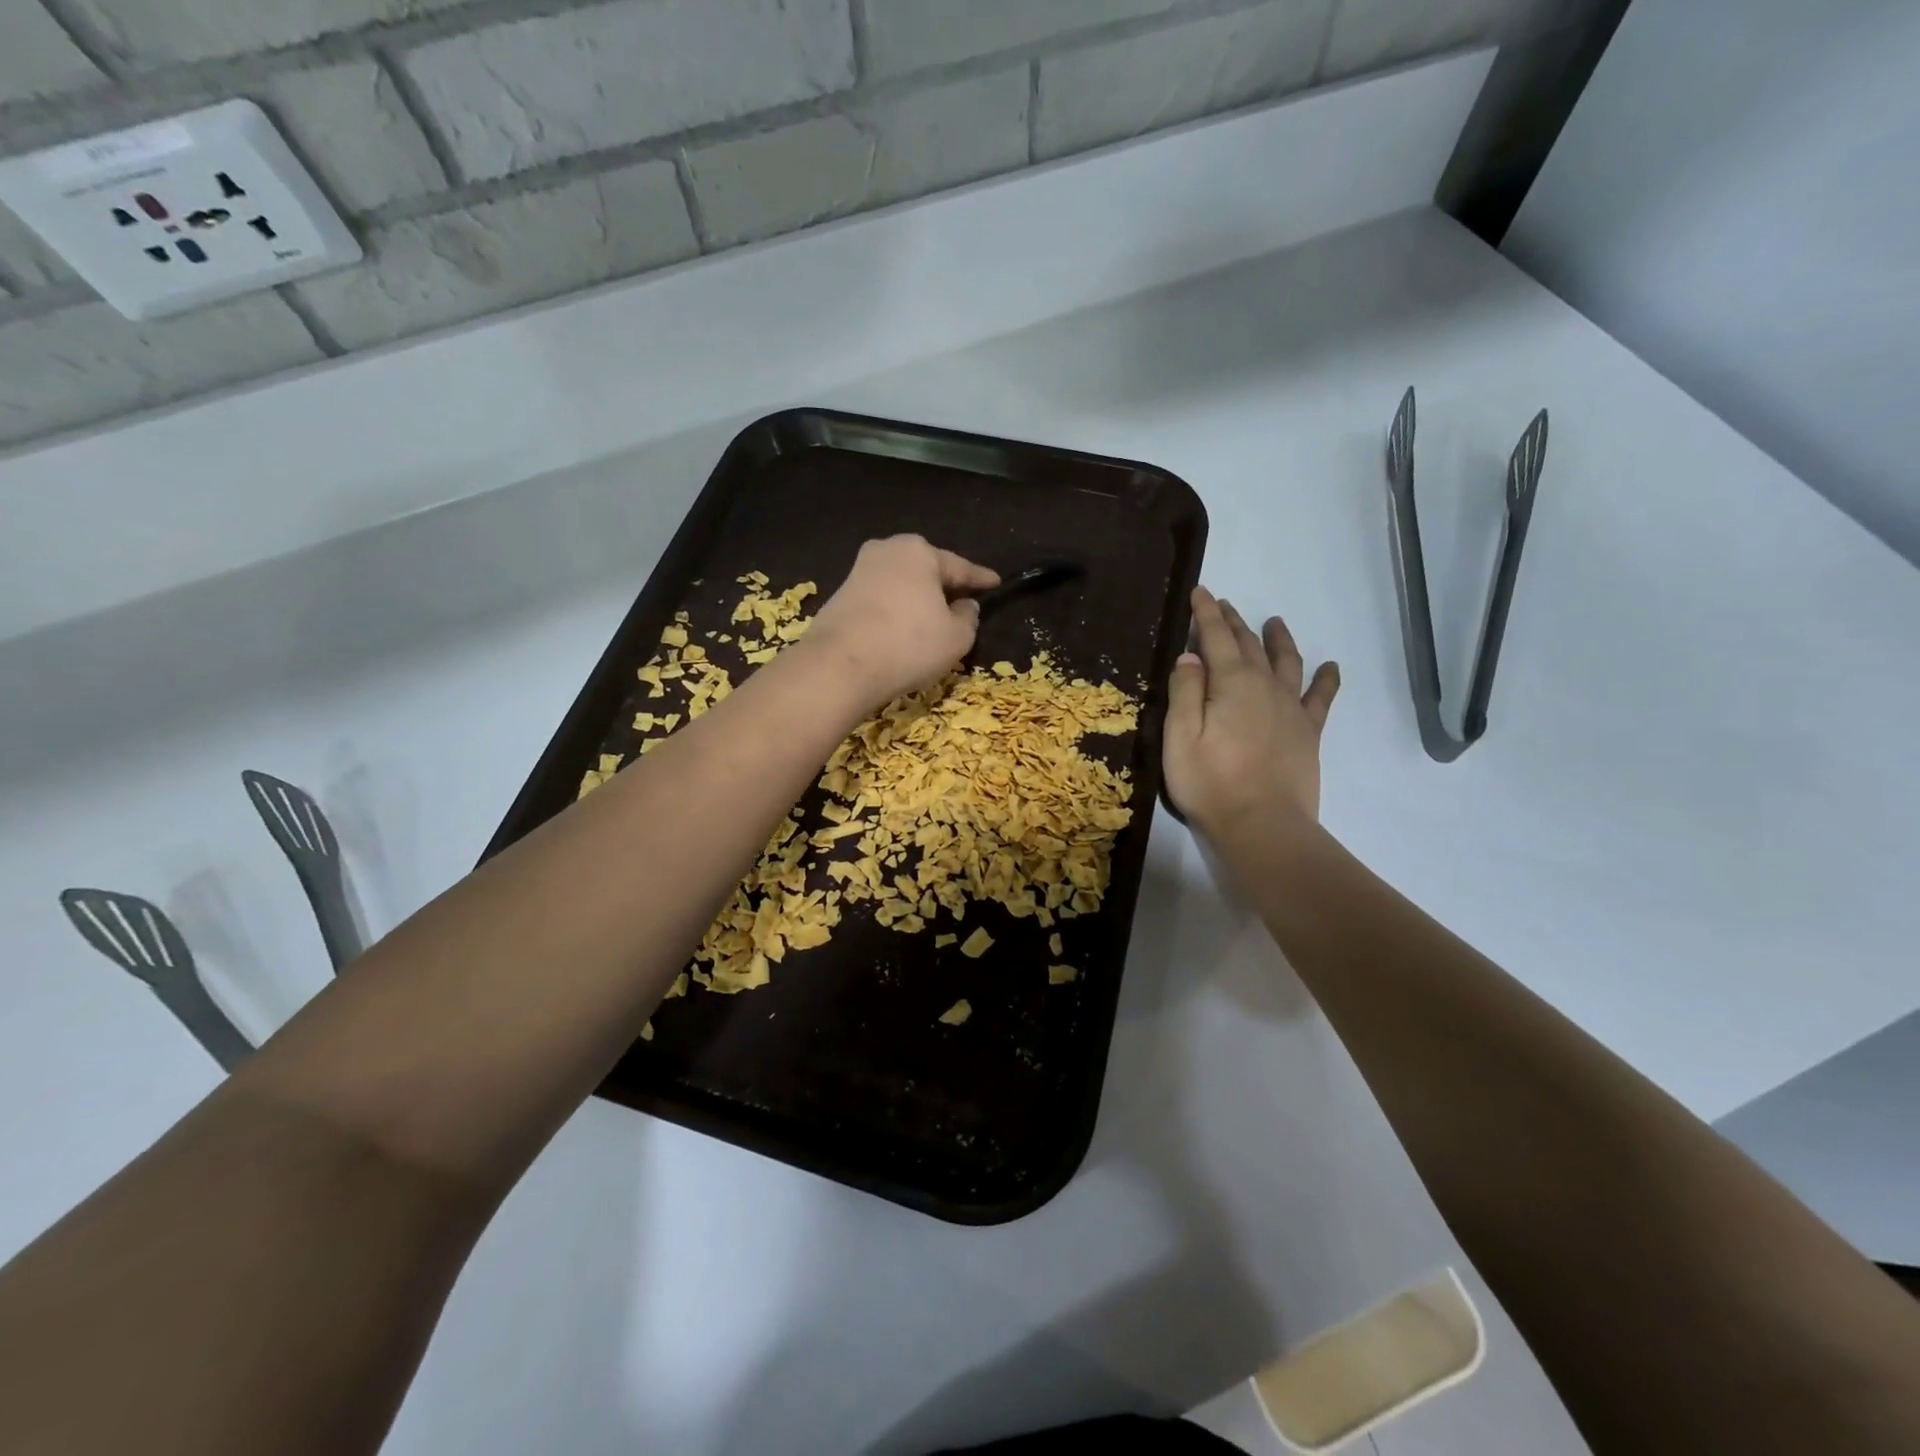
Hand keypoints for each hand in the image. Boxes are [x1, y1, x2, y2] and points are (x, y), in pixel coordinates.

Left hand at [798, 535, 999, 708]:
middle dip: (944, 585)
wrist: (839, 666)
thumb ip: (969, 618)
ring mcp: (859, 571)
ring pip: (901, 584)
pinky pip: (881, 600)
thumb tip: (965, 606)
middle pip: (927, 570)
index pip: (960, 567)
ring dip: (917, 599)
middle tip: (963, 602)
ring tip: (932, 620)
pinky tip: (901, 630)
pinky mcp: (840, 595)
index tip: (996, 583)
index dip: (982, 579)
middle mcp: (887, 551)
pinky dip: (895, 611)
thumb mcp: (956, 638)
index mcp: (920, 552)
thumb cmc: (908, 645)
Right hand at [1163, 586, 1339, 839]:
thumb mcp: (1180, 736)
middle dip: (1234, 621)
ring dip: (1277, 640)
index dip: (1207, 613)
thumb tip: (1191, 655)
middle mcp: (1264, 685)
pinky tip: (1331, 667)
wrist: (1262, 825)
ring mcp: (1290, 708)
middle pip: (1248, 644)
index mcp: (1231, 682)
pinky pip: (1320, 698)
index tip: (1201, 592)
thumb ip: (1185, 691)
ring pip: (1286, 662)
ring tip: (1275, 622)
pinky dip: (1326, 679)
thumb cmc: (1210, 782)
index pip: (1216, 636)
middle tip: (1223, 604)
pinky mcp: (1307, 732)